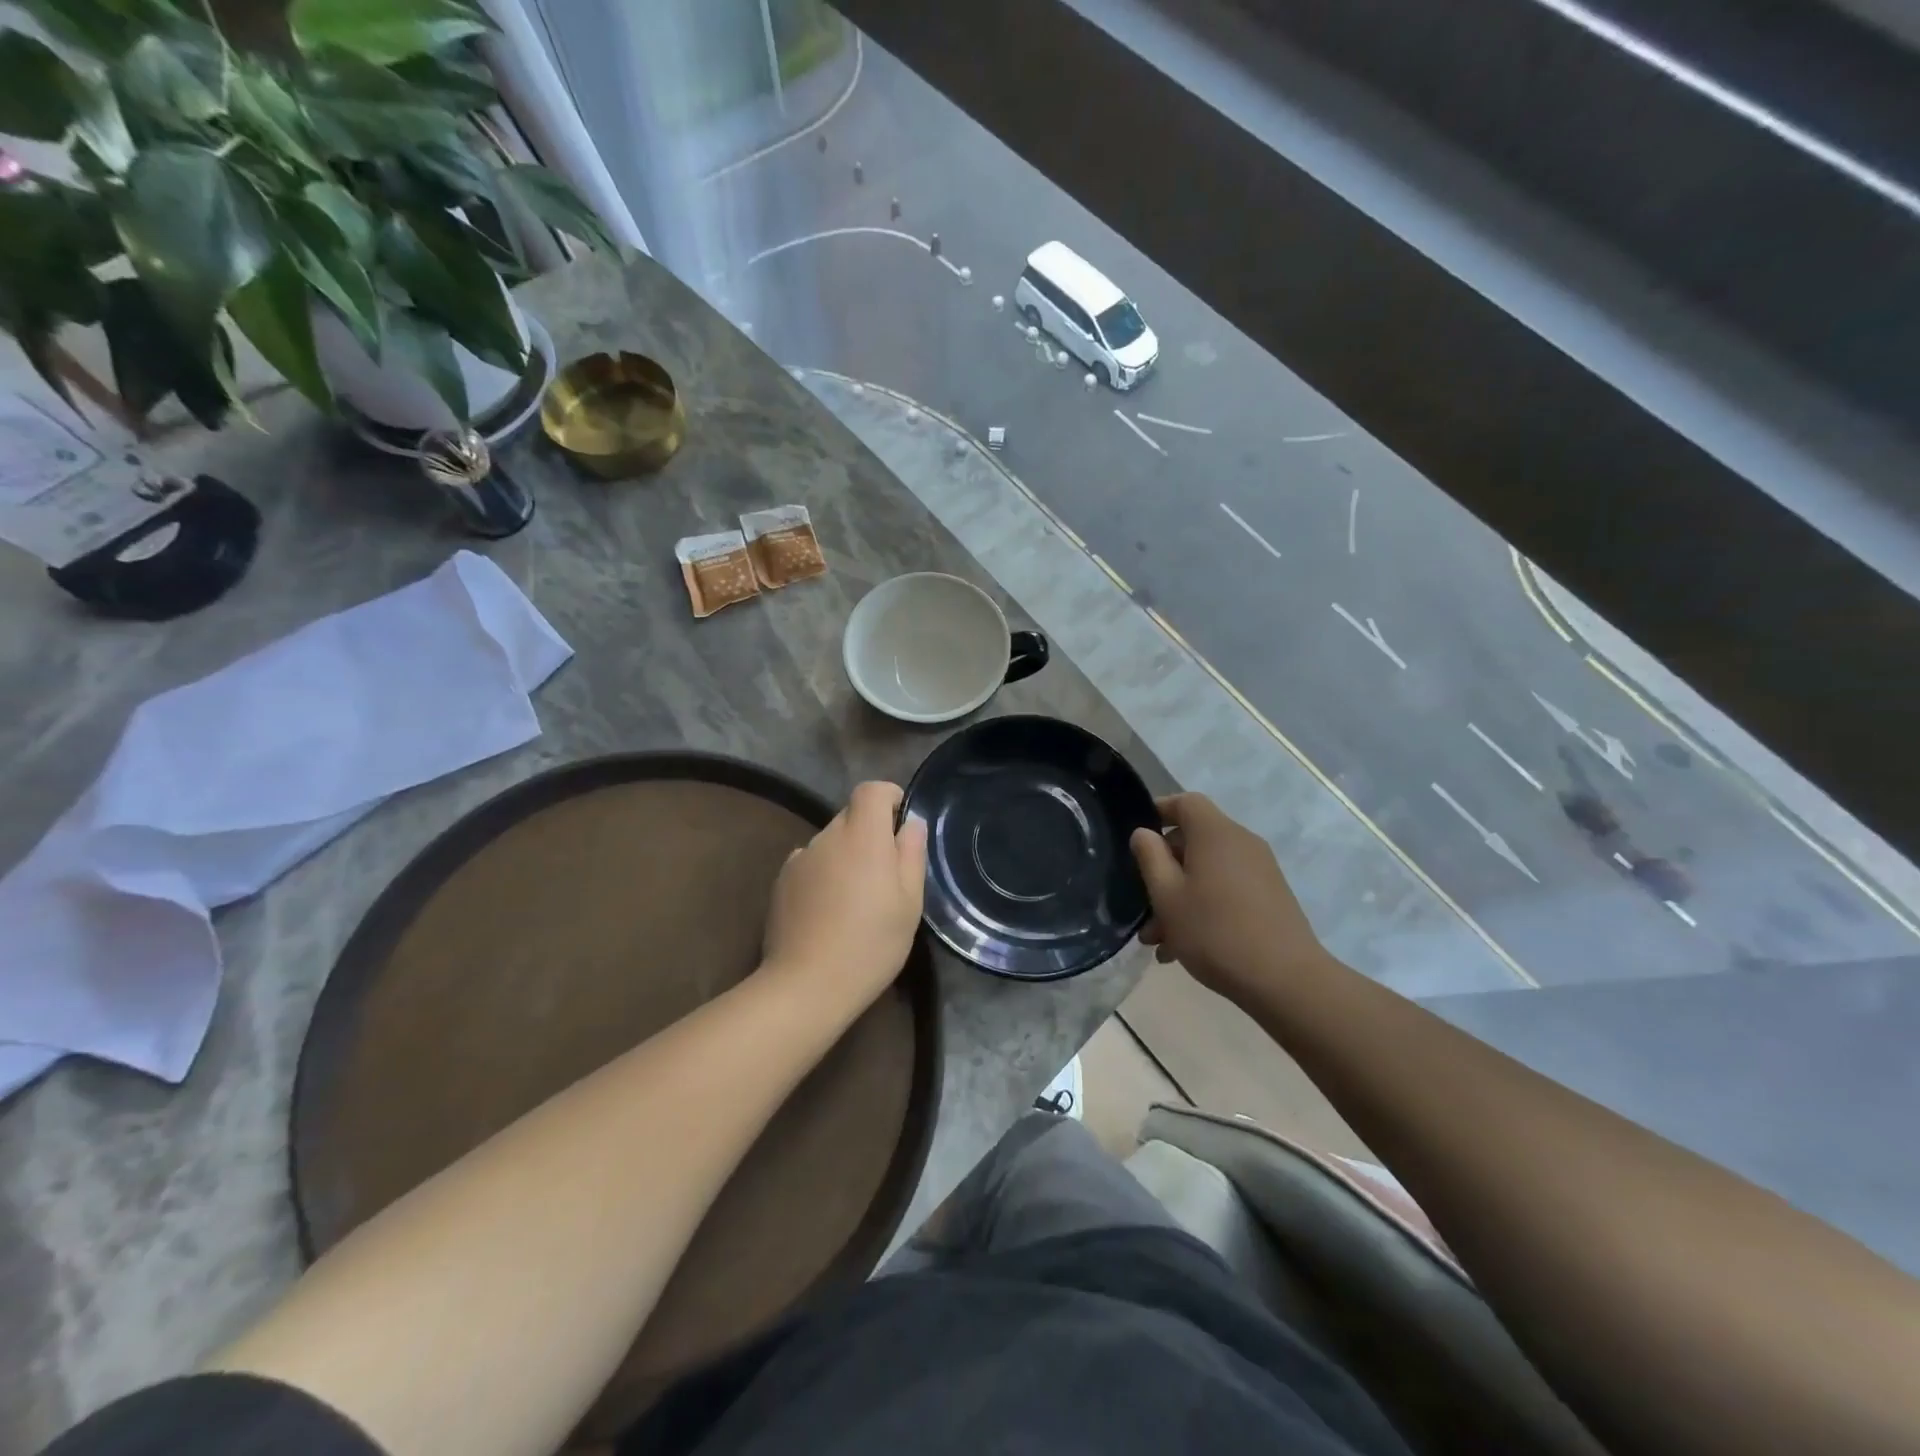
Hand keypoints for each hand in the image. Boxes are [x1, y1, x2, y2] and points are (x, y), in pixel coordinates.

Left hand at [762, 781, 927, 1011]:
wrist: (806, 985)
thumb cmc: (870, 943)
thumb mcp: (909, 903)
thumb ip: (911, 854)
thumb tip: (911, 824)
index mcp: (862, 836)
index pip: (871, 790)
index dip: (889, 797)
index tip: (901, 823)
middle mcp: (827, 837)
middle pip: (851, 816)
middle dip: (870, 832)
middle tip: (885, 873)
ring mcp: (799, 859)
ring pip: (830, 842)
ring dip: (846, 856)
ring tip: (856, 898)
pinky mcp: (781, 882)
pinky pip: (810, 864)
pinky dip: (824, 874)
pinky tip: (829, 911)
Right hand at [1130, 793, 1328, 1003]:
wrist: (1285, 980)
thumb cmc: (1215, 931)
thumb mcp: (1167, 896)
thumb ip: (1150, 858)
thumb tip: (1144, 833)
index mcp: (1215, 833)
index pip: (1186, 802)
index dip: (1159, 811)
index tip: (1136, 836)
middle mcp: (1241, 843)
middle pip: (1194, 840)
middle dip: (1163, 870)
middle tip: (1142, 905)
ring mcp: (1259, 870)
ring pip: (1207, 871)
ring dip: (1179, 896)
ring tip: (1158, 940)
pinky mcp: (1269, 897)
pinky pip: (1226, 889)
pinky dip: (1203, 906)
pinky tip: (1183, 947)